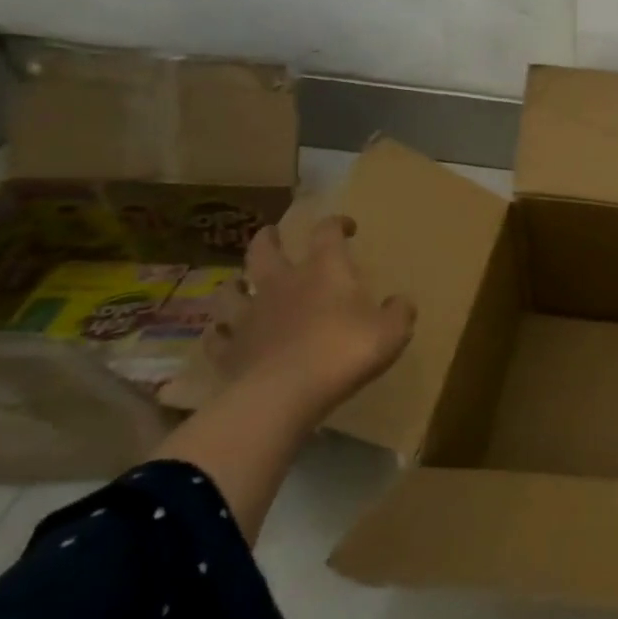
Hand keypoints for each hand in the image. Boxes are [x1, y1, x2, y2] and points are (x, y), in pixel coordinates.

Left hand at [207, 216, 414, 412]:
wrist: (284, 394)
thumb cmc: (344, 352)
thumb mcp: (392, 331)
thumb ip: (399, 312)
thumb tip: (400, 302)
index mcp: (324, 271)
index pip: (327, 232)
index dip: (336, 224)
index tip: (347, 226)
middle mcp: (281, 284)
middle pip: (264, 250)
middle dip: (268, 238)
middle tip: (272, 234)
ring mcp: (249, 316)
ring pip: (230, 290)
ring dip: (234, 284)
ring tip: (239, 284)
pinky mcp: (229, 351)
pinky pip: (217, 337)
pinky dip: (220, 333)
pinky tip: (223, 335)